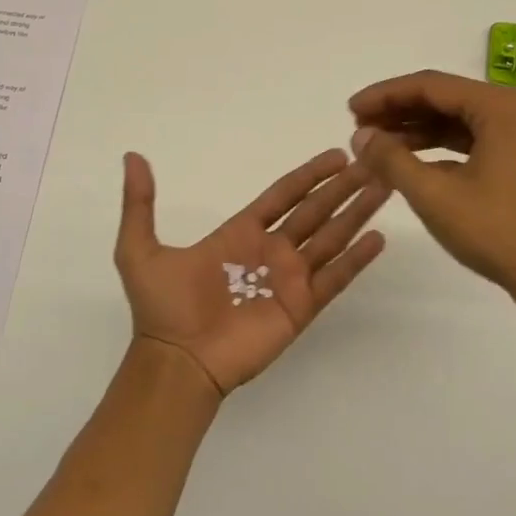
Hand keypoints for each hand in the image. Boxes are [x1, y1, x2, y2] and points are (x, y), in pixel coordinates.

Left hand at [114, 148, 389, 396]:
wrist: (175, 361)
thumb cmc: (161, 307)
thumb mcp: (139, 248)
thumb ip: (140, 203)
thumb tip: (132, 157)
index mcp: (240, 232)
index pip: (283, 195)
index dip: (309, 175)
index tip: (336, 155)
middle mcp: (270, 251)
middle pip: (315, 211)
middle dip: (343, 187)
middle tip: (373, 163)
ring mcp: (288, 279)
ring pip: (331, 237)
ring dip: (357, 213)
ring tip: (384, 188)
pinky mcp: (300, 307)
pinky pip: (334, 278)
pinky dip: (356, 259)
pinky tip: (377, 238)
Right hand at [347, 70, 515, 305]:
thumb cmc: (497, 232)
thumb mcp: (434, 195)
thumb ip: (391, 159)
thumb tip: (361, 136)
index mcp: (500, 108)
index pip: (431, 85)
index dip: (385, 95)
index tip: (350, 109)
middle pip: (446, 98)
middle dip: (400, 111)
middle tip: (359, 126)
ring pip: (460, 121)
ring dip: (418, 130)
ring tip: (378, 145)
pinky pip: (475, 141)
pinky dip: (442, 148)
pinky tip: (412, 163)